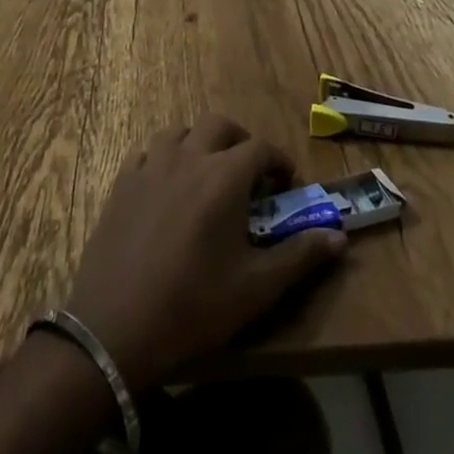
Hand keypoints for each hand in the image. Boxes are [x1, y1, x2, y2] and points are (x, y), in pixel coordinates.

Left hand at [64, 116, 346, 392]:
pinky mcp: (122, 182)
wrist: (115, 329)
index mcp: (225, 176)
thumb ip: (300, 257)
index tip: (286, 185)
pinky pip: (146, 152)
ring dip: (199, 143)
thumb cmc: (193, 307)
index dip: (278, 162)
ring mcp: (151, 165)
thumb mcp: (256, 289)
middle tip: (248, 173)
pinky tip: (165, 186)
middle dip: (239, 141)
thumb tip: (339, 237)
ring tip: (206, 174)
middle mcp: (189, 157)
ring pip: (179, 131)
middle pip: (219, 125)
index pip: (261, 148)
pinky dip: (162, 158)